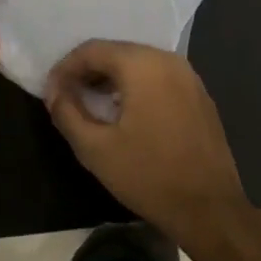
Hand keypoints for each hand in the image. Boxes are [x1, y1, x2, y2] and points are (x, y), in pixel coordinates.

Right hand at [44, 40, 252, 252]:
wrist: (210, 210)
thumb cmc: (148, 176)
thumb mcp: (95, 149)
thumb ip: (67, 113)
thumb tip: (55, 93)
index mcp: (143, 65)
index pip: (92, 50)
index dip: (65, 68)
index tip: (51, 93)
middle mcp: (168, 60)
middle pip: (116, 52)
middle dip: (87, 71)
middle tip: (67, 97)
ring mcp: (189, 77)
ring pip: (138, 64)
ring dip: (111, 79)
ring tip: (91, 105)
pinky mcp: (199, 95)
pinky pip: (158, 78)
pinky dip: (135, 87)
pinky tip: (125, 114)